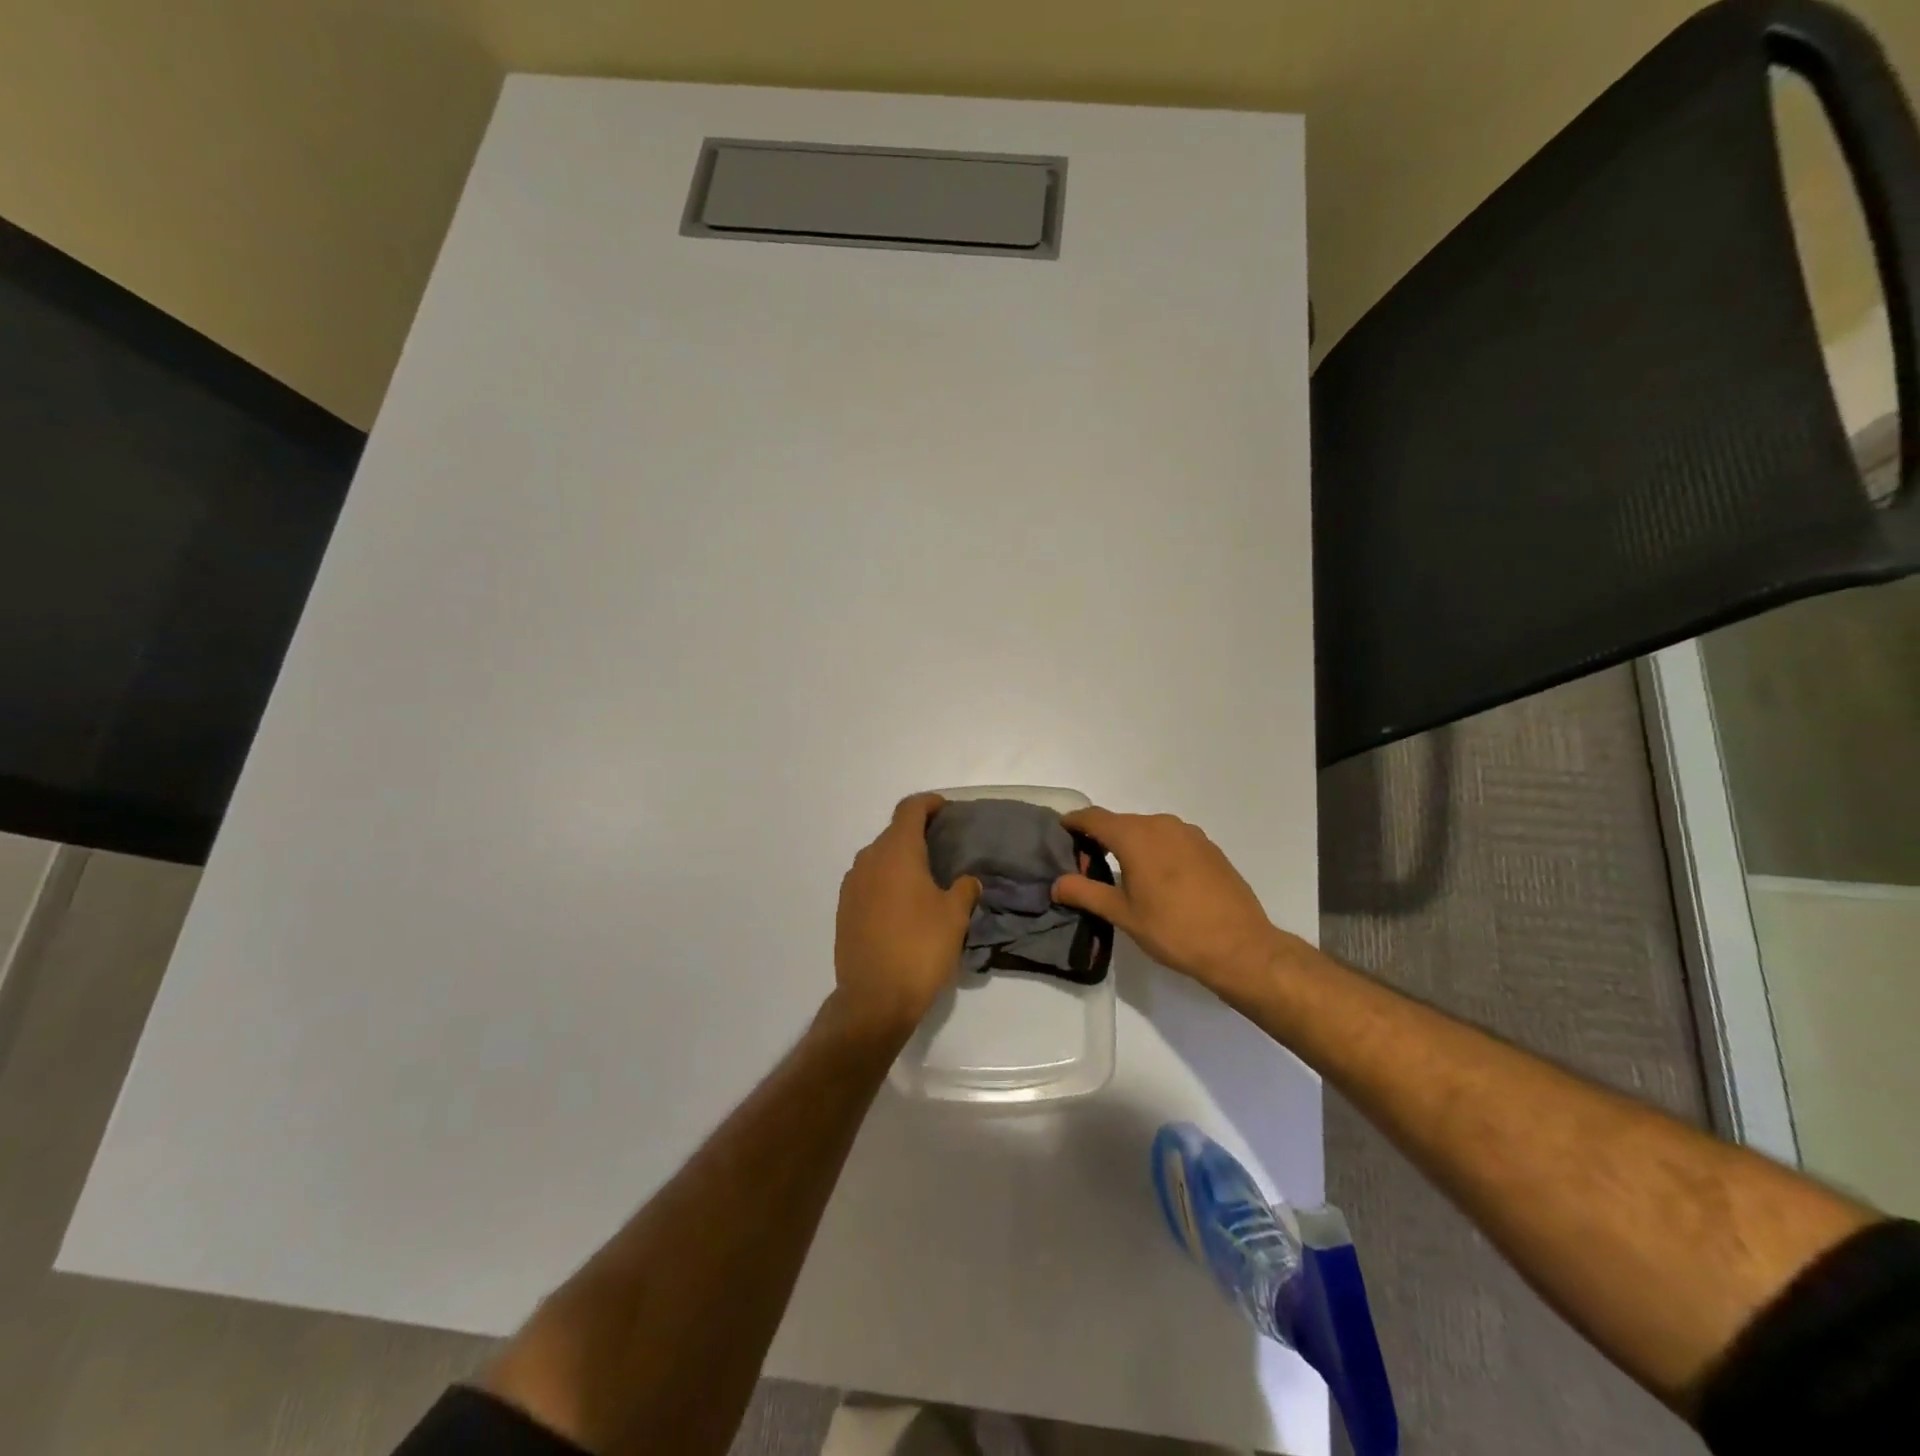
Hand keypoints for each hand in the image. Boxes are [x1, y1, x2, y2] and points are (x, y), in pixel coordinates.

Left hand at [833, 794, 981, 1034]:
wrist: (874, 998)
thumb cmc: (920, 948)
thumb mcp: (954, 916)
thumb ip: (964, 889)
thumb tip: (966, 881)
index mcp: (896, 852)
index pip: (909, 809)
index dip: (929, 804)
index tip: (945, 810)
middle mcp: (869, 860)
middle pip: (893, 833)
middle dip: (917, 834)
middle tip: (943, 848)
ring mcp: (851, 885)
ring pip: (879, 859)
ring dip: (900, 860)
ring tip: (925, 879)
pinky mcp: (844, 910)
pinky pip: (868, 882)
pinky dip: (886, 882)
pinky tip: (903, 906)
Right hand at [1052, 808, 1289, 999]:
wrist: (1241, 947)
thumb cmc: (1174, 930)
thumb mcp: (1123, 915)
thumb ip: (1086, 893)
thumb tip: (1057, 884)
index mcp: (1136, 836)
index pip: (1094, 817)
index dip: (1074, 822)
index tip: (1060, 831)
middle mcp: (1162, 825)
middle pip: (1121, 823)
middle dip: (1100, 837)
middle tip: (1086, 865)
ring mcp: (1189, 834)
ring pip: (1147, 830)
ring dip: (1129, 844)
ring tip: (1120, 873)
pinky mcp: (1208, 847)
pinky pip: (1170, 839)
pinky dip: (1154, 850)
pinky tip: (1156, 878)